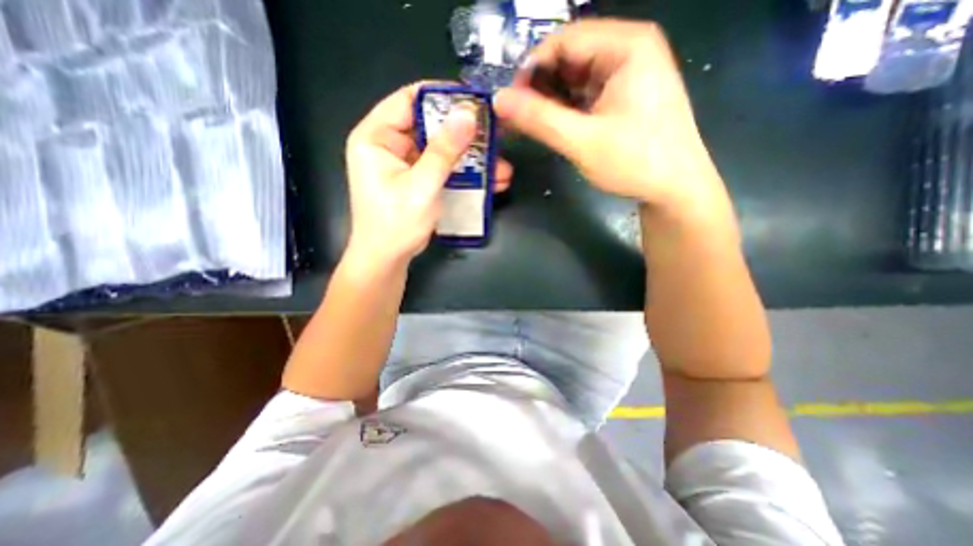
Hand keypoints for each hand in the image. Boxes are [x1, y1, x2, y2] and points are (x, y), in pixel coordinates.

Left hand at [344, 81, 511, 265]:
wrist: (388, 259)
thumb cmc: (396, 223)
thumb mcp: (421, 186)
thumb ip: (444, 151)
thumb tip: (467, 115)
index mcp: (376, 137)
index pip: (408, 100)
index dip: (441, 96)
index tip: (473, 101)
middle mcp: (389, 145)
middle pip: (430, 126)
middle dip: (464, 133)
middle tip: (494, 135)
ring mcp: (405, 164)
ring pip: (442, 150)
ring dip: (470, 157)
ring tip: (500, 165)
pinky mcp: (418, 180)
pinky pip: (443, 169)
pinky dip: (464, 173)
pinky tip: (491, 180)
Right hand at [498, 20, 725, 214]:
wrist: (675, 189)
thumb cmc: (635, 162)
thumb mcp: (582, 141)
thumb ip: (539, 119)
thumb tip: (498, 99)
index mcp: (626, 45)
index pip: (564, 40)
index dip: (531, 68)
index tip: (510, 101)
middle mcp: (628, 50)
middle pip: (569, 57)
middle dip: (538, 86)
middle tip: (515, 117)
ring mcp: (627, 74)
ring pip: (574, 77)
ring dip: (549, 100)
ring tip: (528, 124)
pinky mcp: (622, 96)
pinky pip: (585, 94)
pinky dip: (564, 109)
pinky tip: (550, 126)